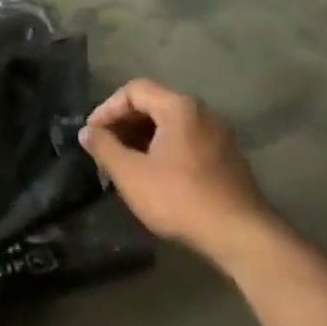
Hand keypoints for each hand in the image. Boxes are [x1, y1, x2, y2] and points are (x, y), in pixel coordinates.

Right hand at [80, 79, 276, 260]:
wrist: (240, 235)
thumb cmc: (179, 198)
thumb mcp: (130, 173)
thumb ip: (104, 147)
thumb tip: (87, 132)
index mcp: (180, 108)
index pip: (134, 90)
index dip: (106, 108)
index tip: (92, 134)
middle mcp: (203, 113)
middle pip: (154, 103)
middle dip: (124, 122)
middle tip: (104, 147)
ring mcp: (220, 135)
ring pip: (171, 123)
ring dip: (143, 136)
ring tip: (124, 162)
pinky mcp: (228, 157)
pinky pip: (188, 139)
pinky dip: (164, 147)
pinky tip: (153, 173)